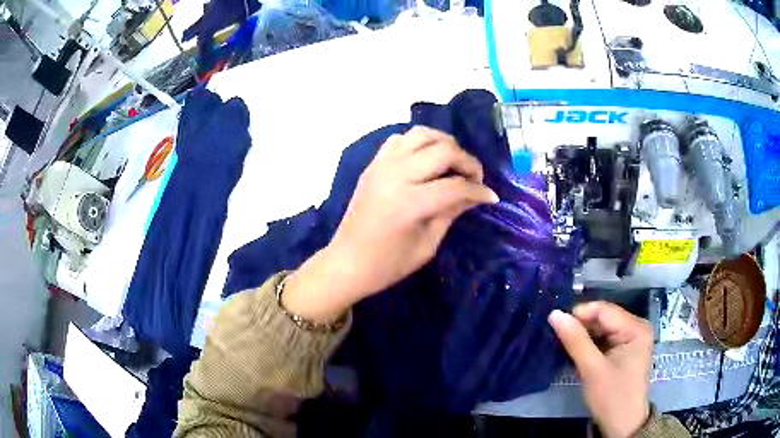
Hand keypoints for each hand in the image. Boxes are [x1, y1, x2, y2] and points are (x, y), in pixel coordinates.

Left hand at [283, 126, 498, 322]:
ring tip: (454, 163)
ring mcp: (381, 166)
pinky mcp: (373, 164)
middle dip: (467, 161)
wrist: (346, 262)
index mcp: (409, 203)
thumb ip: (451, 213)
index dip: (478, 191)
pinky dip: (419, 143)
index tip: (491, 197)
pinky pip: (400, 139)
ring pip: (421, 134)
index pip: (455, 186)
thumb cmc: (388, 264)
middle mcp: (395, 175)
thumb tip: (476, 194)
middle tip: (474, 179)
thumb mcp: (427, 245)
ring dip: (444, 143)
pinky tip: (427, 160)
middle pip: (442, 150)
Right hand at [548, 302, 653, 437]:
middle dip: (581, 326)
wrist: (623, 425)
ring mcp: (632, 338)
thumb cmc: (611, 397)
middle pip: (604, 318)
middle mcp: (637, 327)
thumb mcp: (592, 369)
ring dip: (584, 336)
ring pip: (603, 329)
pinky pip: (605, 339)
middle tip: (557, 336)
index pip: (604, 310)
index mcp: (636, 328)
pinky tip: (578, 352)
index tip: (555, 323)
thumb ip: (575, 341)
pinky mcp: (626, 350)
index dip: (579, 314)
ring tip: (564, 344)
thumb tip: (554, 314)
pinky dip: (591, 345)